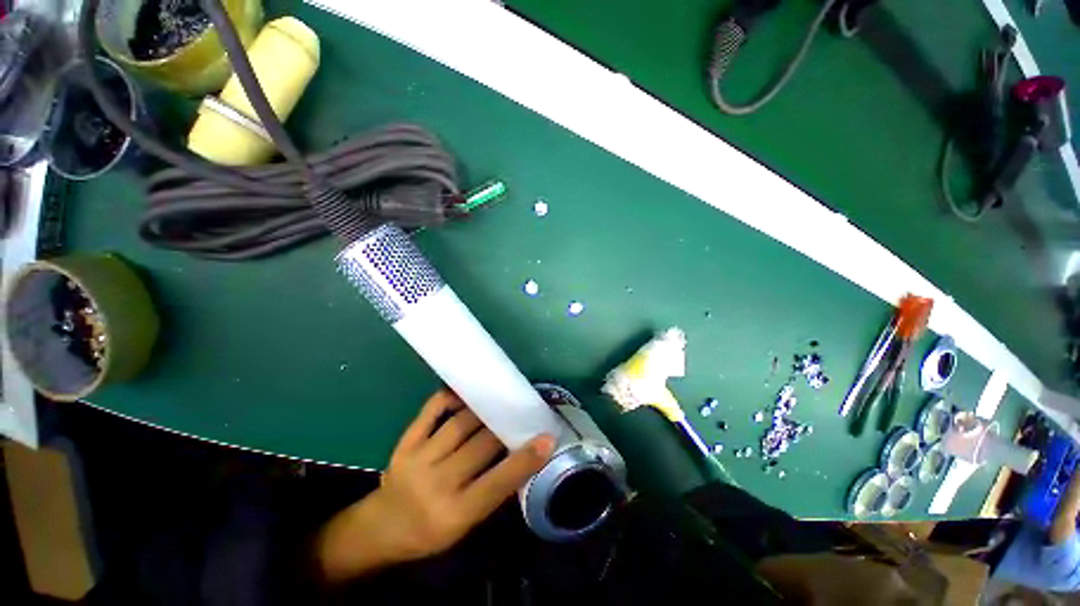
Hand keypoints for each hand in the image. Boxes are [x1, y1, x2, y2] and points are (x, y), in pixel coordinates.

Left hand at [317, 390, 555, 582]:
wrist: (380, 529)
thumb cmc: (429, 533)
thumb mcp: (464, 526)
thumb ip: (492, 492)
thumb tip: (520, 458)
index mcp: (455, 513)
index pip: (498, 482)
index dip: (525, 459)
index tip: (547, 437)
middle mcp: (437, 484)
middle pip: (480, 445)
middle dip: (505, 425)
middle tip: (522, 410)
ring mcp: (418, 459)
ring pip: (460, 424)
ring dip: (483, 409)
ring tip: (499, 398)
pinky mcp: (405, 443)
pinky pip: (431, 411)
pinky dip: (450, 397)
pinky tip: (465, 392)